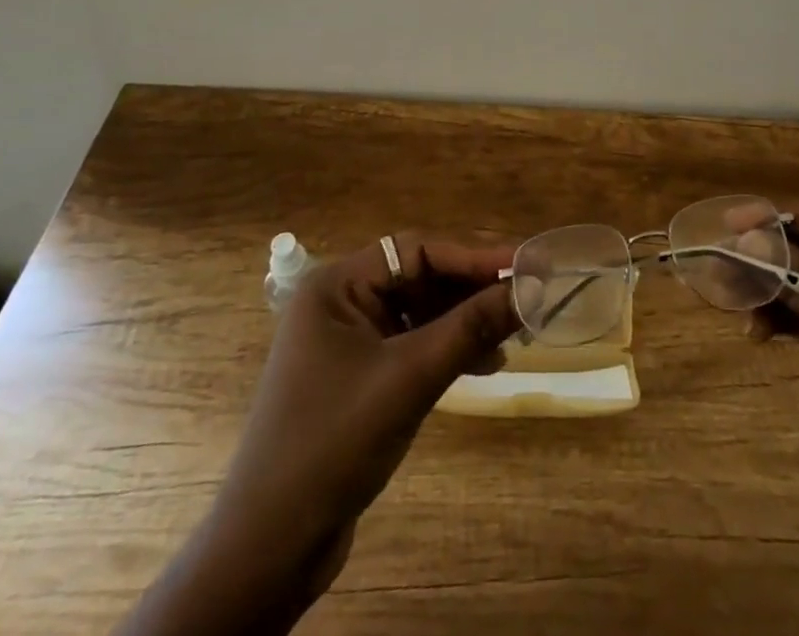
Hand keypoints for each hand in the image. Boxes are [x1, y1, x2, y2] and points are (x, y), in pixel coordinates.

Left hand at [116, 235, 519, 635]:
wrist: (269, 549)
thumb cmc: (333, 443)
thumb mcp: (410, 378)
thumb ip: (471, 327)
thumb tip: (529, 290)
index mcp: (337, 285)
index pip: (417, 249)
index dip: (474, 256)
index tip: (524, 265)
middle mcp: (341, 301)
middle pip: (421, 277)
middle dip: (472, 290)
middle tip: (524, 298)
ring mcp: (349, 340)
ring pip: (421, 311)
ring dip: (465, 321)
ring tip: (512, 334)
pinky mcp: (359, 376)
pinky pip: (414, 343)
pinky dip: (448, 349)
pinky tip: (484, 363)